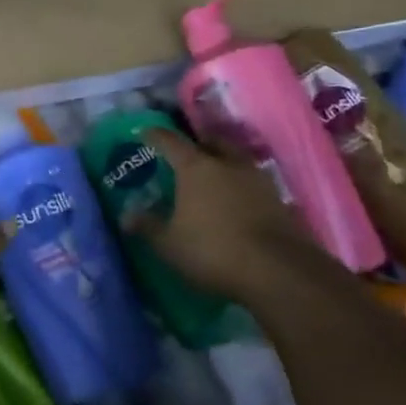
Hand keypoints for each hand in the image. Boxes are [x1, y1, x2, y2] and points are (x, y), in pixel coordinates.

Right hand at [125, 129, 335, 304]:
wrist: (277, 271)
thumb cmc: (212, 250)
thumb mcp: (169, 244)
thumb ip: (148, 226)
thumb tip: (126, 216)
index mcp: (196, 167)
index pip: (171, 141)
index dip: (155, 135)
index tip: (144, 133)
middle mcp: (227, 164)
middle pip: (211, 141)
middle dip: (197, 142)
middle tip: (185, 151)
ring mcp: (257, 180)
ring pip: (236, 159)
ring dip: (223, 161)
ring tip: (213, 174)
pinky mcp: (279, 200)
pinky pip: (252, 182)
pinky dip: (240, 185)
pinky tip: (235, 200)